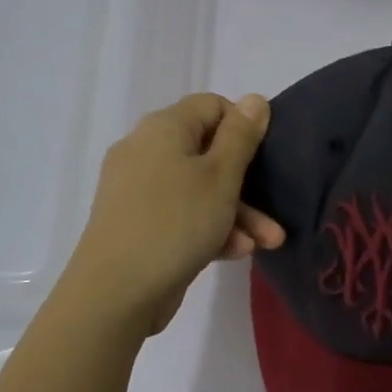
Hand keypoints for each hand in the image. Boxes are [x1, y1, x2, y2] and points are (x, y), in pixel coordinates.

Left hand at [62, 92, 285, 335]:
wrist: (116, 292)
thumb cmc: (176, 223)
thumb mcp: (221, 177)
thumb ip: (241, 137)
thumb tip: (254, 99)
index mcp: (163, 128)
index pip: (211, 107)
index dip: (243, 127)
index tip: (265, 158)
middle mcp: (145, 151)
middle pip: (207, 153)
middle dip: (247, 185)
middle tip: (275, 215)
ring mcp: (137, 190)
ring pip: (198, 190)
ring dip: (236, 213)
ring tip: (267, 244)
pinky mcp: (136, 224)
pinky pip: (180, 215)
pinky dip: (209, 229)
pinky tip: (235, 253)